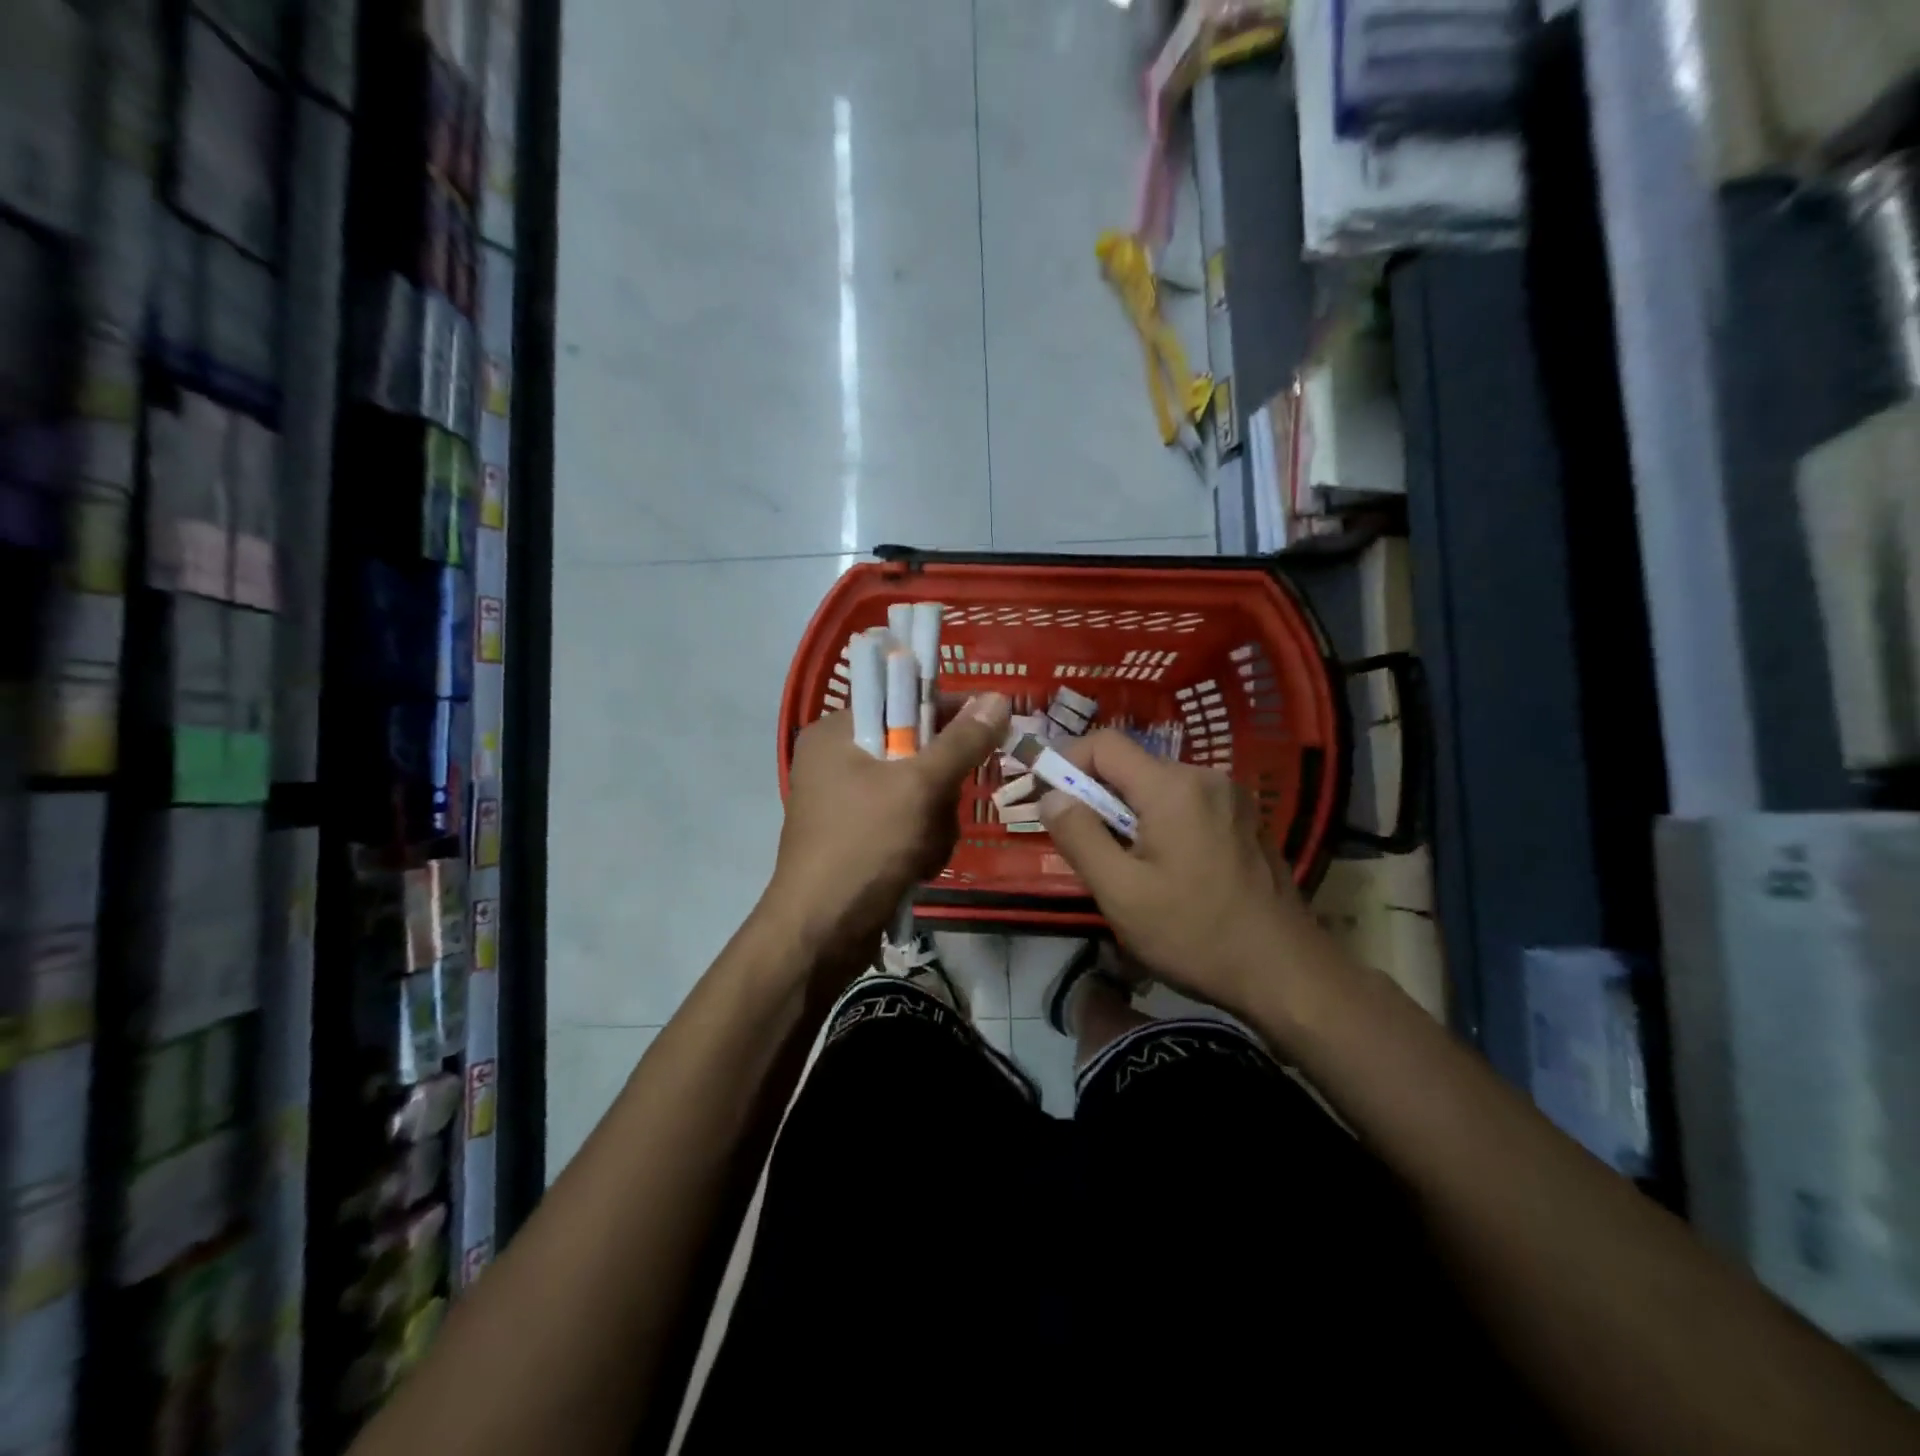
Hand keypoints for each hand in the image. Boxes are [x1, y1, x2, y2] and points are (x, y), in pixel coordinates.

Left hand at [760, 692, 1010, 970]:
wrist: (822, 934)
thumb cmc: (863, 846)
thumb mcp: (918, 787)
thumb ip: (961, 741)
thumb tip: (998, 697)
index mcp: (837, 733)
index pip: (901, 701)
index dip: (946, 713)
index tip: (985, 733)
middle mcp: (839, 761)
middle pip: (917, 751)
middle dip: (940, 789)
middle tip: (939, 812)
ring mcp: (848, 803)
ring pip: (920, 793)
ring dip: (935, 823)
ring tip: (923, 852)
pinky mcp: (860, 838)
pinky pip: (909, 824)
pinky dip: (922, 844)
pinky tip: (917, 868)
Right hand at [1038, 729, 1319, 1014]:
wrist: (1286, 973)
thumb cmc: (1195, 934)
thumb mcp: (1121, 892)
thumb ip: (1079, 836)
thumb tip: (1051, 796)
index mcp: (1173, 787)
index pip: (1104, 744)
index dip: (1065, 761)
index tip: (1044, 796)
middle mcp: (1205, 778)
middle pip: (1131, 766)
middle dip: (1095, 795)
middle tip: (1078, 842)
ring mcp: (1230, 799)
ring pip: (1157, 788)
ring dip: (1126, 813)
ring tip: (1119, 864)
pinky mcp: (1243, 821)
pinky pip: (1185, 805)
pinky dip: (1158, 822)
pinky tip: (1161, 869)